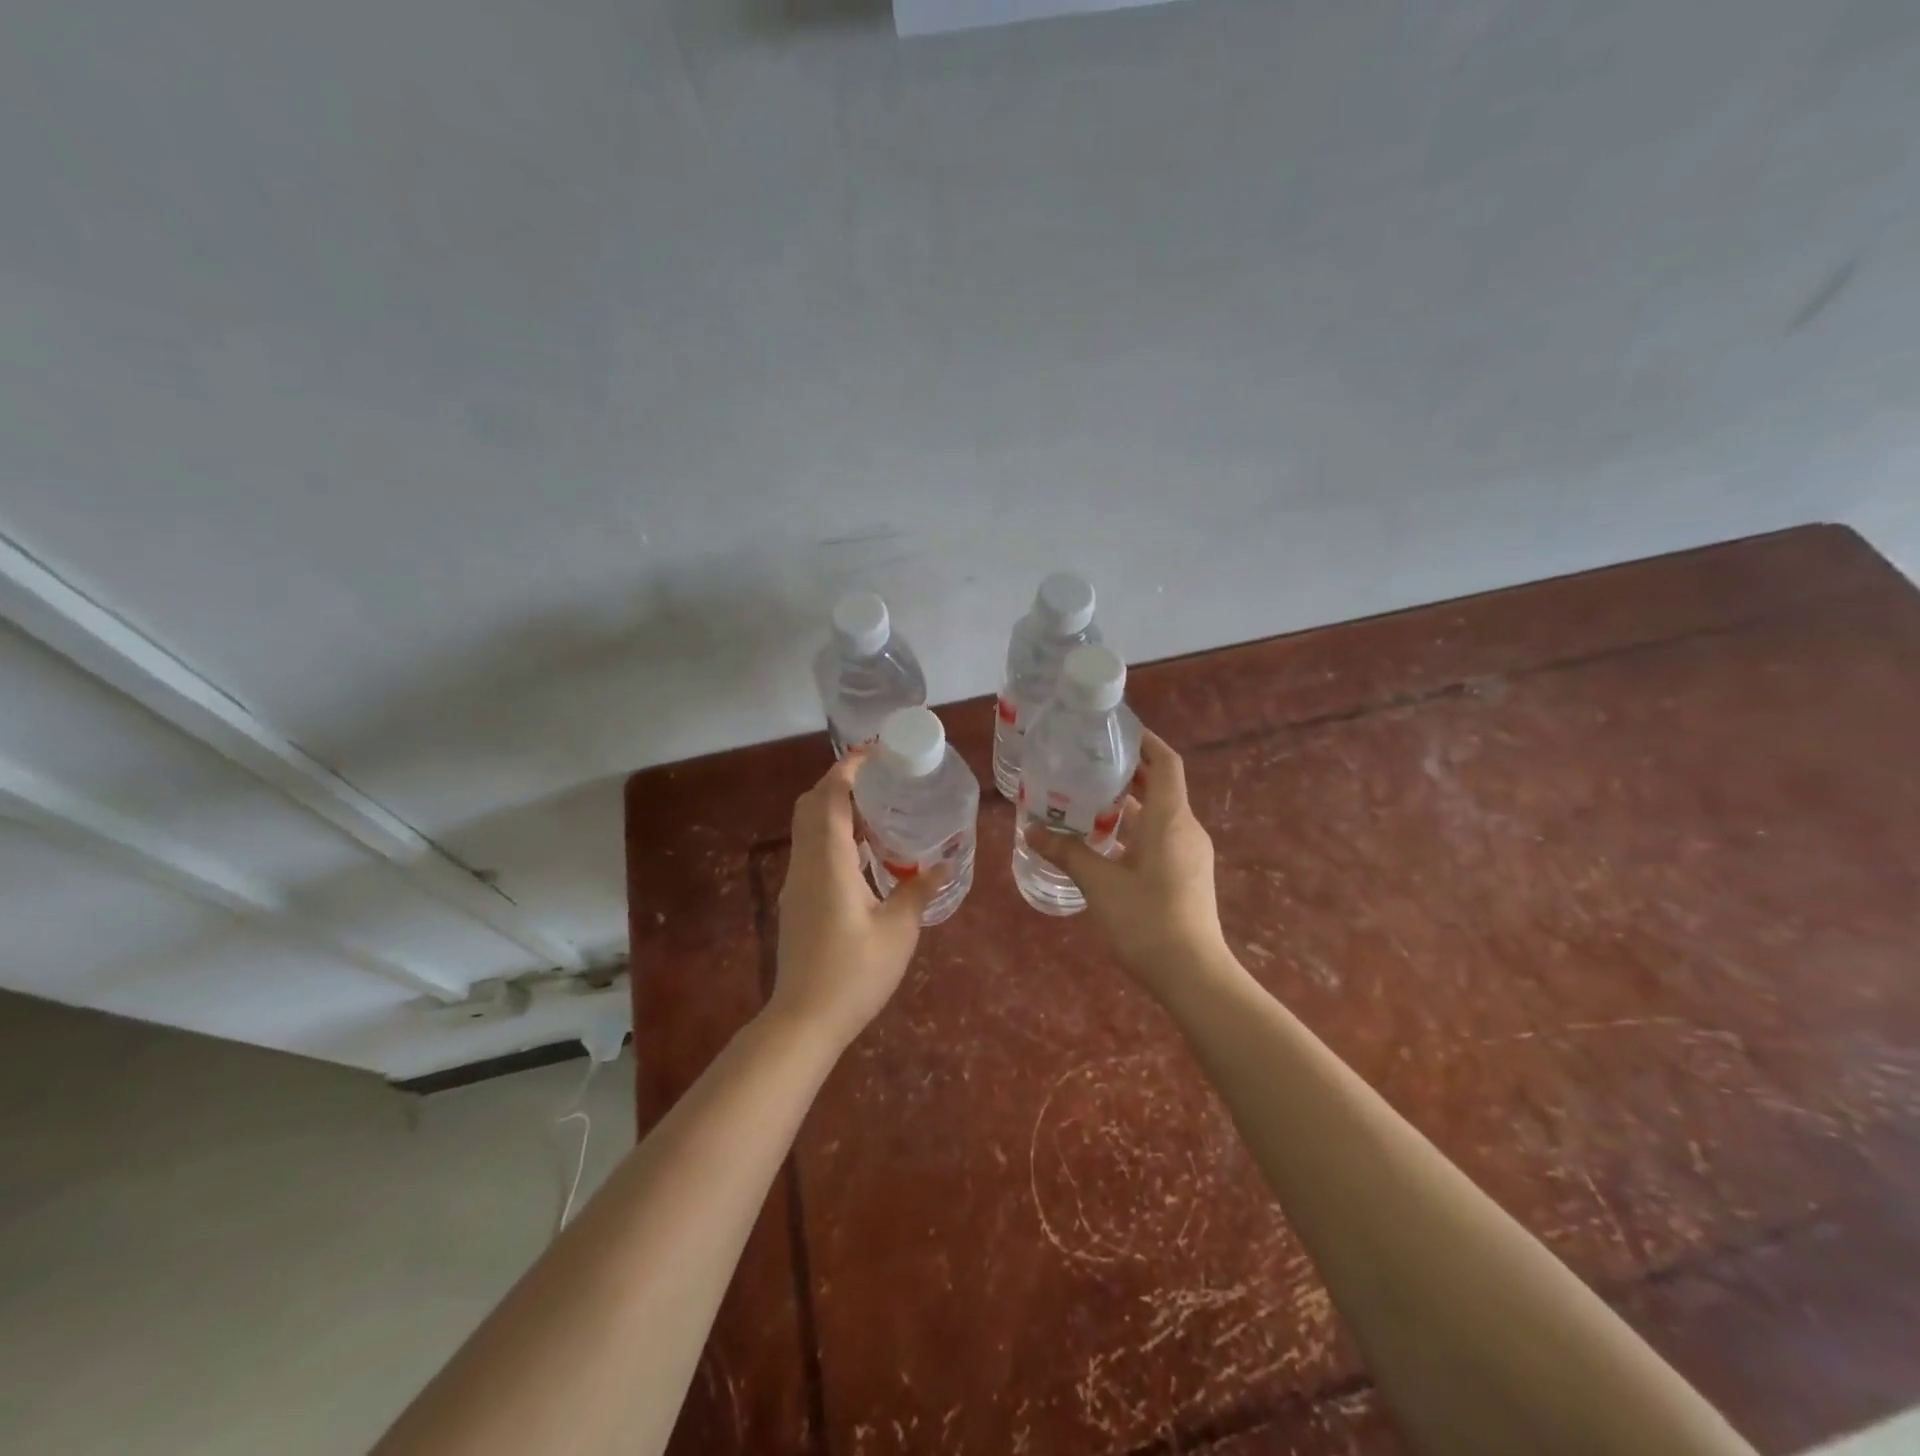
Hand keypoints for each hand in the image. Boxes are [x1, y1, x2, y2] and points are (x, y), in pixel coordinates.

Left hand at [770, 754, 937, 1048]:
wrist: (804, 1020)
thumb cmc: (854, 973)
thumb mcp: (897, 931)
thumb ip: (918, 891)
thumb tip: (943, 864)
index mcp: (828, 861)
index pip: (829, 797)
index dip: (848, 768)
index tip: (876, 754)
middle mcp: (806, 863)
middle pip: (811, 805)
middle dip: (840, 783)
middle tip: (880, 781)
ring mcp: (797, 882)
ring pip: (808, 827)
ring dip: (836, 809)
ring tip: (879, 810)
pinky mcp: (797, 900)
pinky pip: (812, 849)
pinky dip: (833, 835)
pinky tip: (865, 853)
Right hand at [1029, 731, 1227, 992]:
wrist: (1192, 975)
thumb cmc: (1147, 920)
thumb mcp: (1099, 883)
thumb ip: (1066, 852)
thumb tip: (1031, 830)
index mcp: (1170, 818)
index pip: (1165, 762)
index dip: (1144, 741)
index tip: (1113, 732)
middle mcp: (1185, 828)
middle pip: (1159, 785)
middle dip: (1126, 772)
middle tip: (1085, 764)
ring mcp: (1189, 852)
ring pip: (1158, 814)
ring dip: (1126, 803)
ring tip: (1085, 799)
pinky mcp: (1186, 874)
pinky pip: (1159, 836)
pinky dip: (1134, 829)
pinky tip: (1102, 842)